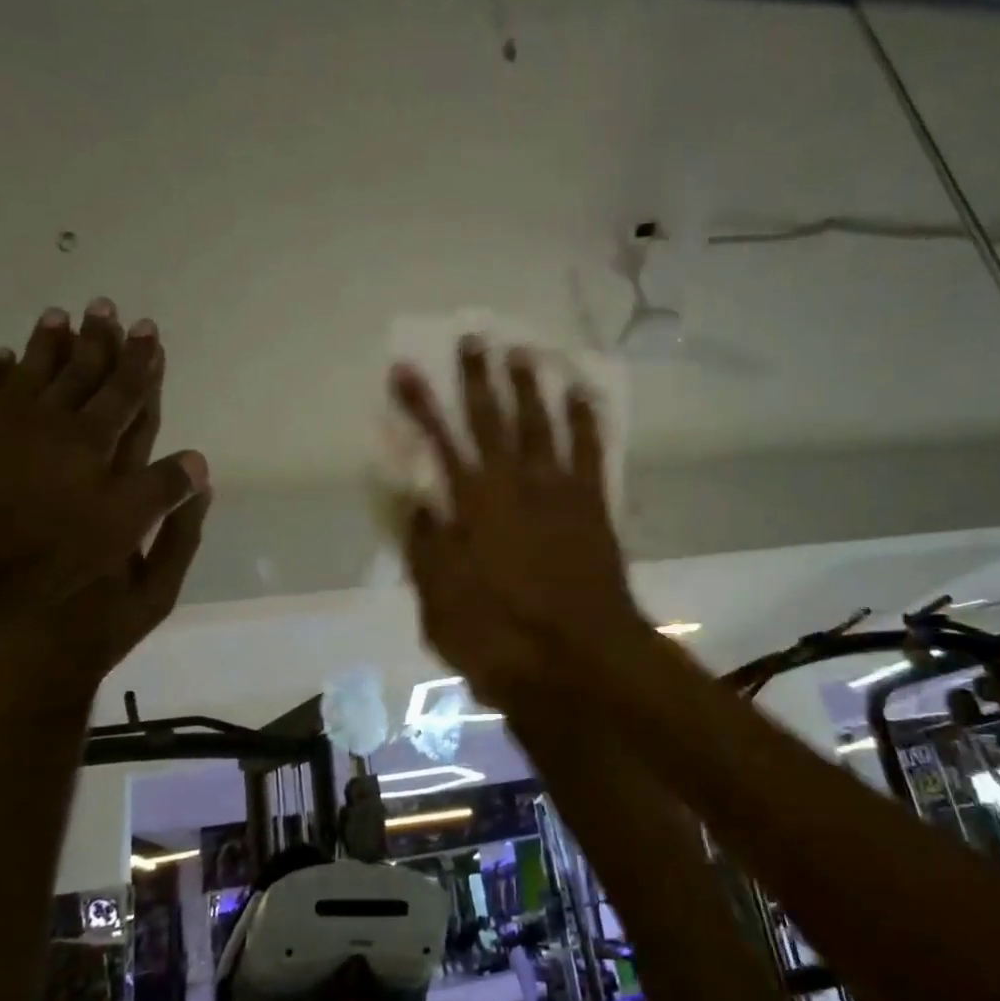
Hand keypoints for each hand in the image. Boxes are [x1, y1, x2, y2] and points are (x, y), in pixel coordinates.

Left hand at [0, 299, 205, 638]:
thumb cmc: (44, 553)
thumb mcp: (120, 530)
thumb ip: (161, 490)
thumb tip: (198, 459)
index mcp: (91, 442)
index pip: (124, 393)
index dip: (139, 361)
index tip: (147, 328)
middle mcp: (46, 421)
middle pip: (78, 373)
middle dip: (96, 340)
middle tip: (104, 305)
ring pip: (27, 373)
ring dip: (45, 345)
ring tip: (58, 315)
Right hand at [389, 337, 645, 710]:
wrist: (582, 662)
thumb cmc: (503, 642)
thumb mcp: (441, 609)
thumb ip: (426, 551)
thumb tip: (419, 504)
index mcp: (471, 510)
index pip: (438, 443)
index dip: (420, 405)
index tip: (406, 369)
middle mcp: (514, 488)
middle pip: (493, 420)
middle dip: (479, 378)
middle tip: (474, 339)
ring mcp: (558, 494)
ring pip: (542, 425)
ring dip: (531, 387)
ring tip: (525, 352)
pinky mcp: (593, 507)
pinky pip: (591, 451)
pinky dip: (587, 419)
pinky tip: (583, 392)